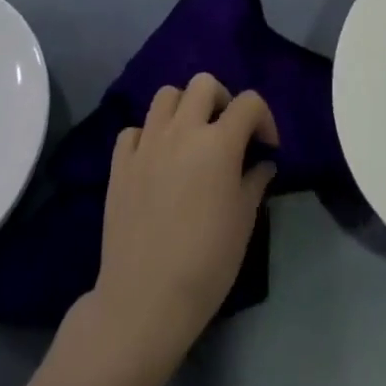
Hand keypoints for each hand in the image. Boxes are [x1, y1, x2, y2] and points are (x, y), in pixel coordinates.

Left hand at [87, 73, 278, 376]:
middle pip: (204, 84)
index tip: (266, 147)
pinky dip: (148, 135)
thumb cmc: (206, 263)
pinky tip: (156, 160)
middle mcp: (182, 131)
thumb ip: (254, 181)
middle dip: (222, 99)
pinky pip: (134, 130)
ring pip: (166, 95)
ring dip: (183, 108)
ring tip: (190, 138)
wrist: (144, 301)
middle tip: (226, 132)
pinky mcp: (119, 164)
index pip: (249, 102)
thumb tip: (262, 163)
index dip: (264, 119)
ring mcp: (147, 145)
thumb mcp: (244, 221)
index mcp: (219, 142)